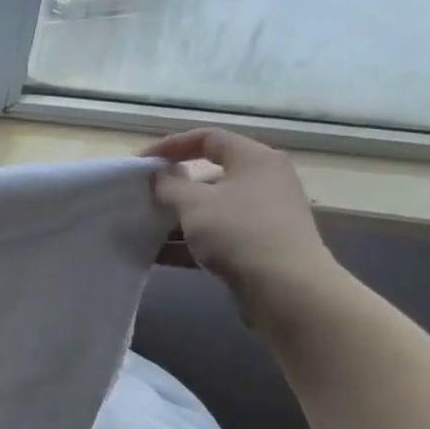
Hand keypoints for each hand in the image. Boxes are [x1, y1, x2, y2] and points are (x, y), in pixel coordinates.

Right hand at [142, 129, 338, 322]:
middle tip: (142, 196)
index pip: (208, 138)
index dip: (171, 145)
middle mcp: (263, 182)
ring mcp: (263, 216)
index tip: (141, 163)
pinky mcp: (258, 246)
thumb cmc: (239, 232)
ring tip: (145, 228)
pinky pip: (216, 235)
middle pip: (209, 175)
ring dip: (176, 217)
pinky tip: (159, 255)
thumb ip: (169, 185)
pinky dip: (189, 241)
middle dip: (172, 187)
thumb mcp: (194, 203)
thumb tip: (159, 176)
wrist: (287, 290)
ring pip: (211, 208)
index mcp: (254, 160)